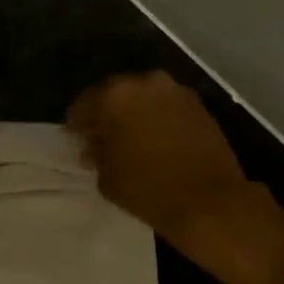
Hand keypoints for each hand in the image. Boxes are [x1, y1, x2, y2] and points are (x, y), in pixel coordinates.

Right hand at [69, 72, 259, 257]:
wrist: (208, 200)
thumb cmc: (147, 189)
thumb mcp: (107, 176)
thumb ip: (96, 153)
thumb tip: (94, 145)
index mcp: (115, 96)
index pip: (84, 103)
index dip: (76, 123)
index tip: (75, 139)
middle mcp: (146, 83)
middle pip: (116, 94)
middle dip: (106, 114)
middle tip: (100, 138)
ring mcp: (176, 92)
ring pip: (144, 98)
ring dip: (133, 115)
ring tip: (129, 140)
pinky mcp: (199, 106)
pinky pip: (166, 107)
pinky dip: (156, 119)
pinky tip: (154, 141)